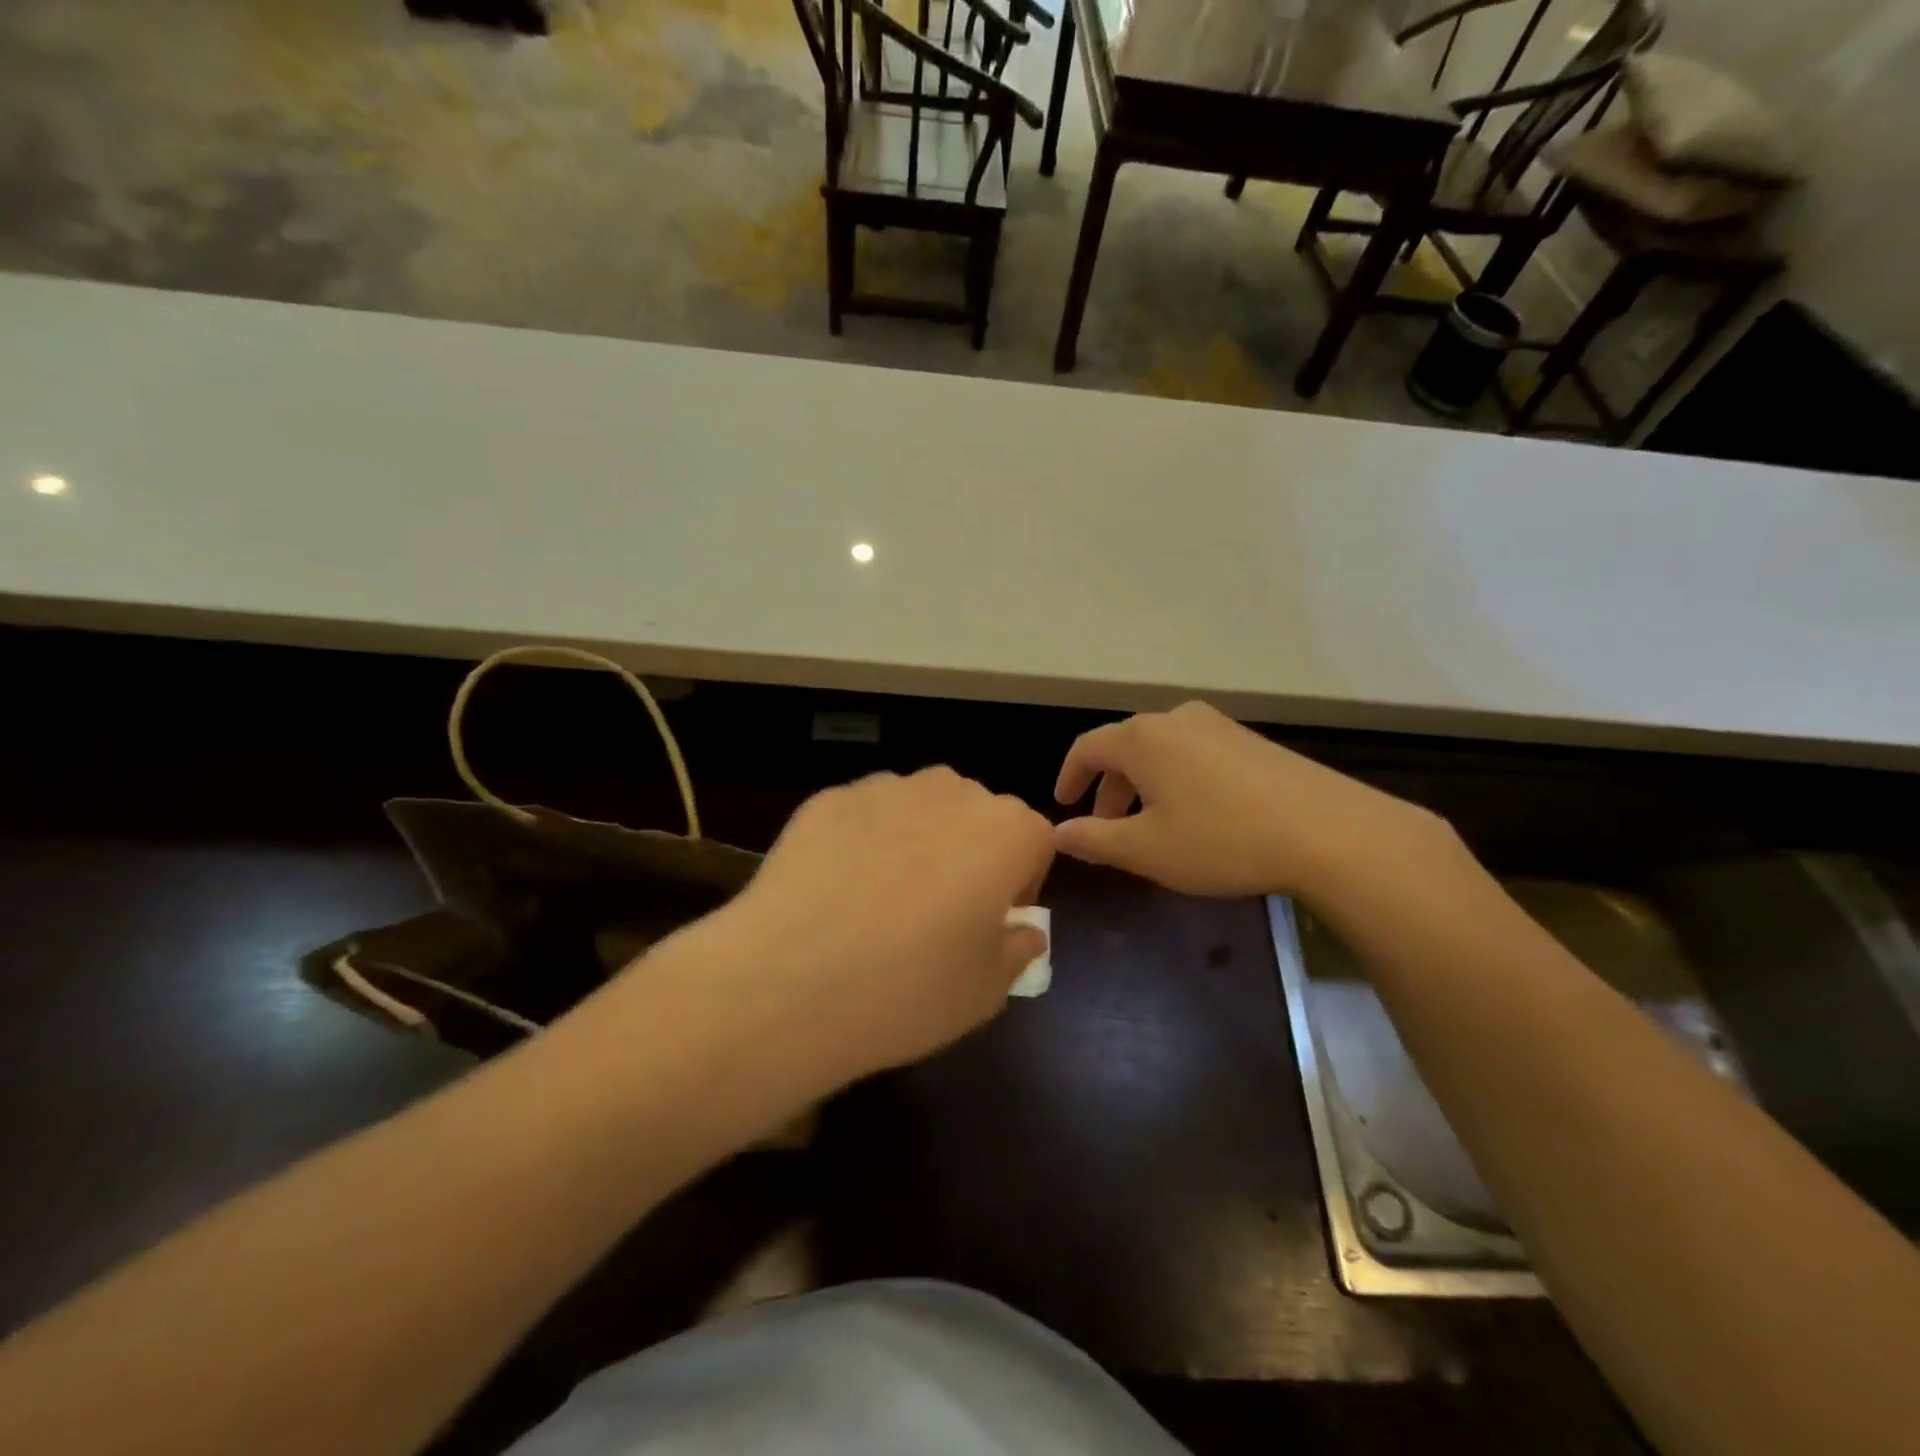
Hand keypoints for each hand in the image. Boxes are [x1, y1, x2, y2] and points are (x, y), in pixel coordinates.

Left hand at [696, 768, 1054, 1079]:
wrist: (788, 981)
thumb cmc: (908, 989)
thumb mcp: (987, 991)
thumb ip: (1018, 949)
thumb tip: (1023, 931)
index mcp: (1006, 831)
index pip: (1034, 842)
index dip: (1018, 883)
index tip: (991, 923)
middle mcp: (951, 793)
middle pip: (976, 817)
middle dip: (969, 855)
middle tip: (938, 914)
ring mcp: (885, 789)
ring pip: (919, 810)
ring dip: (916, 843)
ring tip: (880, 902)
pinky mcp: (829, 798)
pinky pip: (865, 817)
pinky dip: (862, 843)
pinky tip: (835, 893)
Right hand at [1053, 702, 1455, 900]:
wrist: (1328, 830)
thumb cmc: (1222, 838)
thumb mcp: (1146, 849)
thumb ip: (1095, 840)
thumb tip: (1059, 833)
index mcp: (1142, 738)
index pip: (1087, 748)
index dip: (1069, 777)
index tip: (1064, 805)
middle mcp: (1176, 719)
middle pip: (1125, 749)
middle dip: (1109, 789)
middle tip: (1106, 829)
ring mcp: (1218, 725)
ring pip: (1161, 752)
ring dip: (1144, 787)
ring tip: (1150, 827)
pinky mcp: (1250, 740)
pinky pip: (1194, 755)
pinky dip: (1177, 781)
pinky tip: (1196, 817)